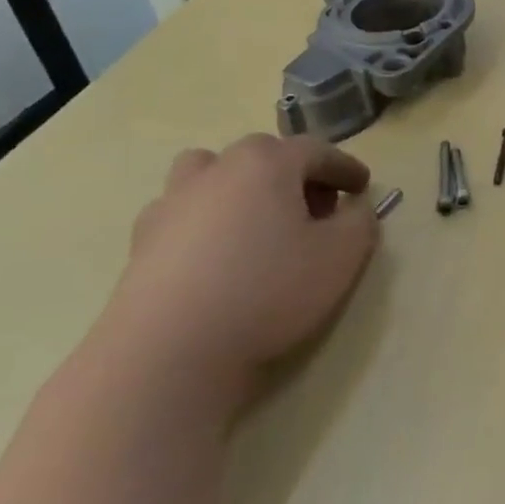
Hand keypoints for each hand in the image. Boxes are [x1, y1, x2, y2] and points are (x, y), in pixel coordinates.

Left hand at [97, 134, 378, 413]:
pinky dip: (205, 220)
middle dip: (295, 175)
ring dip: (239, 186)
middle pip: (264, 156)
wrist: (168, 353)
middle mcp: (216, 170)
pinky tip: (218, 254)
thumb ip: (361, 221)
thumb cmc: (268, 291)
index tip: (363, 188)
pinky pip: (183, 212)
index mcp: (266, 163)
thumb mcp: (342, 256)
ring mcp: (172, 203)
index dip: (345, 168)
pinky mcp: (141, 242)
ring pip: (211, 173)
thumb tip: (354, 207)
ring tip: (257, 221)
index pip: (316, 150)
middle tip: (316, 209)